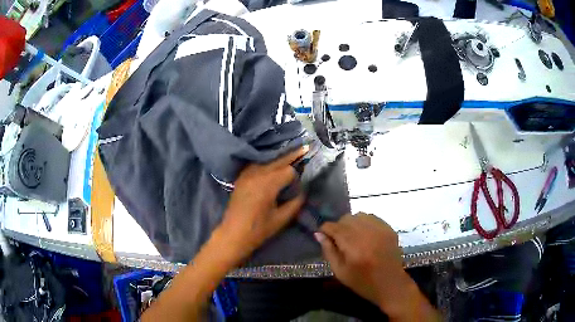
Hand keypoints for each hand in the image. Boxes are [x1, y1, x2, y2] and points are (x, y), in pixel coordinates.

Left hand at [217, 146, 307, 263]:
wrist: (233, 234)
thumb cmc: (258, 229)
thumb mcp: (282, 218)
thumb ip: (295, 202)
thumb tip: (302, 191)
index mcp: (267, 185)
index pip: (288, 170)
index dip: (296, 176)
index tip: (300, 182)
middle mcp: (257, 174)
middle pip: (278, 159)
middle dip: (292, 154)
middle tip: (305, 147)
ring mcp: (247, 174)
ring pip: (267, 159)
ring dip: (280, 157)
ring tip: (291, 155)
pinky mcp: (241, 177)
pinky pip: (256, 163)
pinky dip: (267, 161)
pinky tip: (273, 164)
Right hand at [316, 213, 438, 320]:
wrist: (390, 284)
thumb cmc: (362, 282)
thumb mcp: (340, 271)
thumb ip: (329, 251)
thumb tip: (318, 234)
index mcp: (353, 246)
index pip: (334, 227)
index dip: (325, 229)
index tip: (323, 235)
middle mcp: (367, 234)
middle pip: (346, 218)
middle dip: (339, 226)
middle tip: (339, 240)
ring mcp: (381, 229)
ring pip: (359, 215)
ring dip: (352, 223)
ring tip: (352, 237)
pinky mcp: (389, 229)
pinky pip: (372, 218)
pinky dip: (365, 223)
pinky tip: (365, 236)